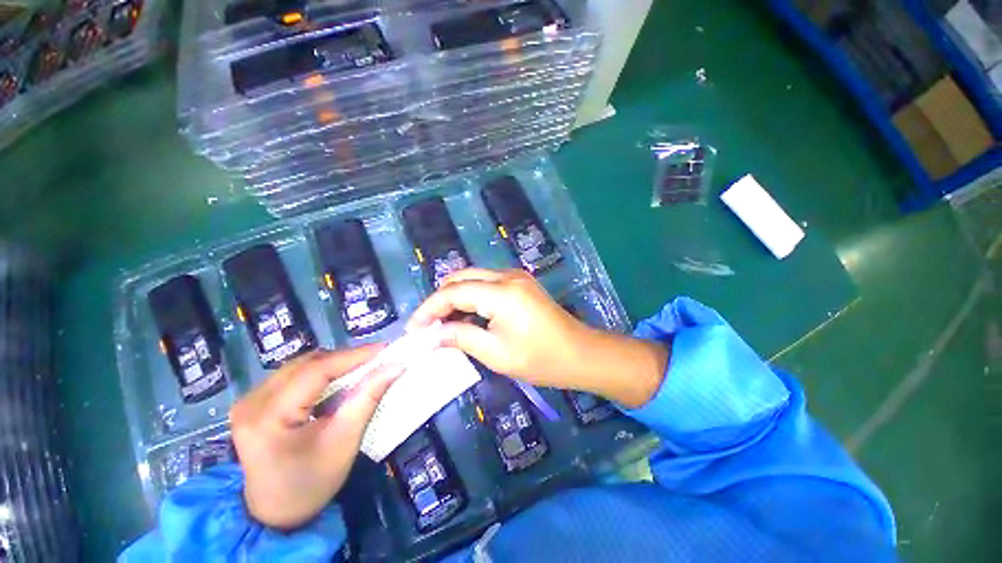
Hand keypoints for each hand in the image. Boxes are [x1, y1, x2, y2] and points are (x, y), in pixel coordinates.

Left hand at [230, 347, 402, 529]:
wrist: (273, 514)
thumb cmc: (310, 484)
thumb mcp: (344, 442)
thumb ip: (368, 398)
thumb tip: (396, 366)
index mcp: (267, 416)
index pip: (315, 371)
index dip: (353, 356)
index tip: (385, 349)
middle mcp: (251, 401)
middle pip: (306, 364)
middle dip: (345, 358)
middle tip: (377, 359)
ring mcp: (248, 400)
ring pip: (300, 366)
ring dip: (333, 364)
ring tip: (362, 368)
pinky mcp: (253, 402)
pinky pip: (293, 375)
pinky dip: (320, 373)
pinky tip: (337, 381)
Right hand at [408, 269, 667, 406]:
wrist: (580, 353)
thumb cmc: (540, 359)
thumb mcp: (496, 353)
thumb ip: (461, 337)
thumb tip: (431, 334)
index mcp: (501, 292)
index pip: (453, 292)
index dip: (429, 309)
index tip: (413, 329)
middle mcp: (506, 276)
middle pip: (461, 278)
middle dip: (440, 300)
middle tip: (427, 326)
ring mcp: (515, 277)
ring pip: (473, 278)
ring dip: (455, 297)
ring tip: (442, 322)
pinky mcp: (520, 283)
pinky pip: (486, 283)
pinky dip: (471, 296)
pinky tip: (466, 315)